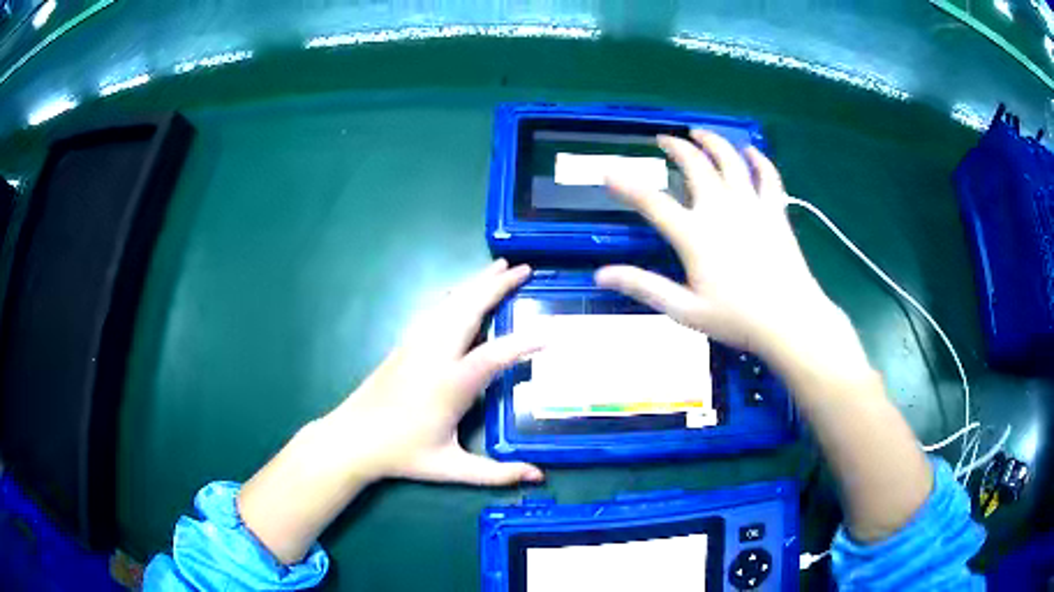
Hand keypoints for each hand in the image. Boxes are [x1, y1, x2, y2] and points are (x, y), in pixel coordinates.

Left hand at [326, 259, 544, 485]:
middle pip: (469, 309)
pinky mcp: (406, 343)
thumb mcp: (450, 469)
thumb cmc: (402, 455)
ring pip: (450, 303)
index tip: (552, 333)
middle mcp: (434, 355)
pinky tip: (463, 290)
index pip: (494, 356)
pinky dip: (456, 293)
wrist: (352, 438)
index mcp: (449, 385)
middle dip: (498, 286)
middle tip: (525, 269)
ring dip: (476, 283)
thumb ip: (496, 474)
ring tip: (500, 267)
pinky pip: (436, 309)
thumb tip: (538, 477)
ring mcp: (417, 344)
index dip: (524, 343)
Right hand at [596, 131, 866, 375]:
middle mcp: (721, 209)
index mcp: (695, 234)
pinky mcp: (775, 211)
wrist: (790, 320)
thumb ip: (644, 287)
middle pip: (695, 166)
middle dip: (676, 147)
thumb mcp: (684, 310)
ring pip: (730, 161)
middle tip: (664, 140)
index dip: (627, 184)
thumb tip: (601, 274)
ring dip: (713, 142)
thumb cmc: (737, 319)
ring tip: (700, 133)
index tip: (609, 171)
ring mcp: (751, 206)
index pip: (652, 201)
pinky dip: (759, 160)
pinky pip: (767, 176)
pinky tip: (751, 152)